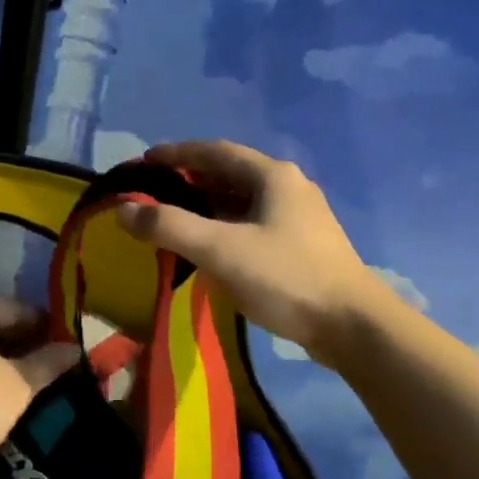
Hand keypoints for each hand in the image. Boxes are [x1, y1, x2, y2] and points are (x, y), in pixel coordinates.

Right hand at [117, 141, 394, 366]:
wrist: (354, 327)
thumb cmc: (286, 278)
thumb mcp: (220, 249)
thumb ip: (169, 226)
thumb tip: (123, 208)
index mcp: (272, 175)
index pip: (214, 151)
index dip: (177, 153)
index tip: (144, 162)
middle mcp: (288, 186)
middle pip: (229, 172)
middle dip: (190, 179)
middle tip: (154, 192)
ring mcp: (301, 216)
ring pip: (243, 199)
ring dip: (208, 204)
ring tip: (175, 218)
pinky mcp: (304, 244)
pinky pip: (254, 222)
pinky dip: (226, 225)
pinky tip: (212, 247)